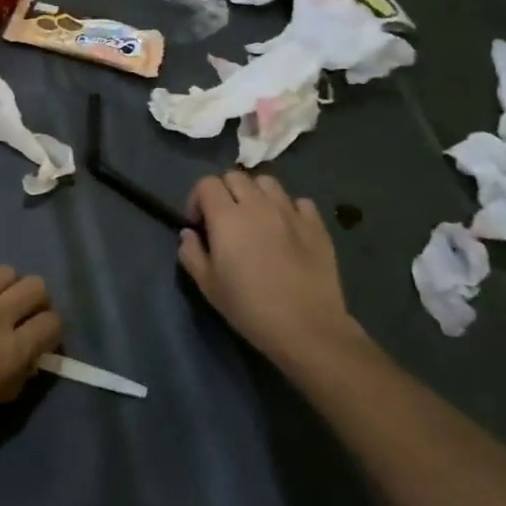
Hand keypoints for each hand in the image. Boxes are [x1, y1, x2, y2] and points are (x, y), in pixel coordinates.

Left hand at [0, 265, 63, 428]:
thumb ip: (17, 375)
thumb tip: (29, 356)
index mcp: (12, 351)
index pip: (53, 323)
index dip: (50, 329)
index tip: (39, 336)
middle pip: (37, 286)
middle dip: (34, 300)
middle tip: (19, 314)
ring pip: (7, 271)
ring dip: (4, 287)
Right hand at [180, 172, 359, 368]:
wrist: (307, 328)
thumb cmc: (250, 308)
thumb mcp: (208, 285)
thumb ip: (191, 253)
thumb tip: (189, 233)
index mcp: (227, 217)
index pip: (206, 184)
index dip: (197, 200)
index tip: (199, 225)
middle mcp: (258, 205)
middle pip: (235, 176)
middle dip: (224, 192)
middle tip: (225, 221)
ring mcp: (290, 211)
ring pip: (267, 182)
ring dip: (256, 194)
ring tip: (256, 219)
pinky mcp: (316, 224)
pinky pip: (299, 201)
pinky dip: (288, 208)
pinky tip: (286, 229)